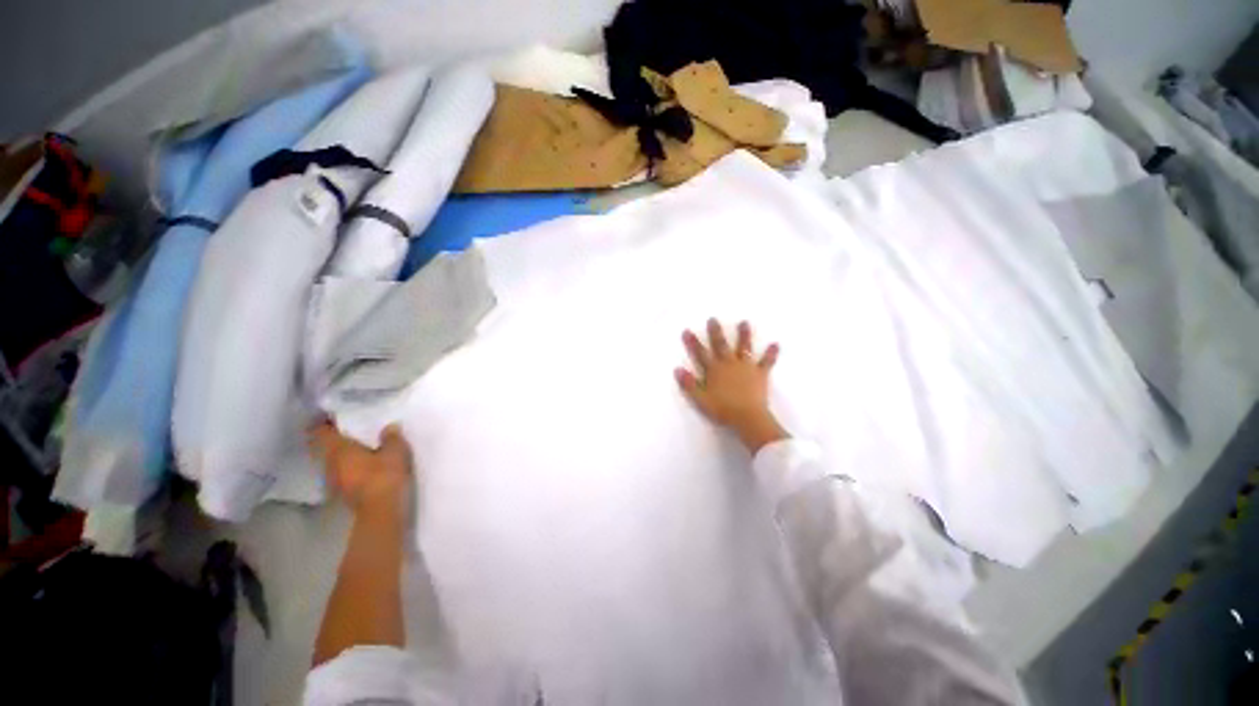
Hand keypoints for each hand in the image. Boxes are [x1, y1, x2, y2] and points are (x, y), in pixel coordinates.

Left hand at [309, 421, 413, 516]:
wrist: (381, 510)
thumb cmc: (384, 475)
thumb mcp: (395, 451)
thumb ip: (391, 437)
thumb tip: (389, 427)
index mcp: (338, 450)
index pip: (320, 432)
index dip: (323, 422)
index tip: (331, 415)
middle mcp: (330, 464)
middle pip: (324, 447)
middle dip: (333, 439)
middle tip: (347, 429)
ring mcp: (334, 481)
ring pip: (332, 461)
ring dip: (341, 455)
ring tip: (357, 447)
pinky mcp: (343, 493)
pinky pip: (341, 473)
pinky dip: (348, 467)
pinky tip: (362, 466)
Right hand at [675, 319, 788, 452]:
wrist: (748, 417)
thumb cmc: (722, 409)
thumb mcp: (700, 399)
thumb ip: (689, 384)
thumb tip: (677, 369)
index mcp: (714, 370)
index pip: (701, 353)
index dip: (693, 342)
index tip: (687, 330)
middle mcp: (729, 363)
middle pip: (721, 345)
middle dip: (716, 332)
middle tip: (713, 319)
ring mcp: (746, 367)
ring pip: (744, 347)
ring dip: (744, 335)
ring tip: (744, 322)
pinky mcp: (760, 374)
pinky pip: (766, 362)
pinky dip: (771, 354)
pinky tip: (776, 345)